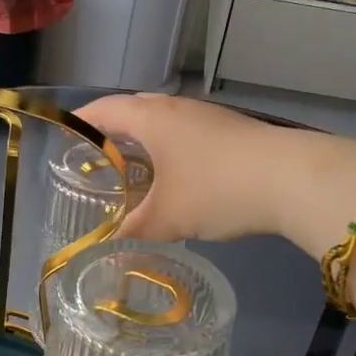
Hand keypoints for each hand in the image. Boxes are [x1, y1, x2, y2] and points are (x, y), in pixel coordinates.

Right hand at [77, 93, 355, 254]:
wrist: (291, 178)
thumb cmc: (216, 189)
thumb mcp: (168, 218)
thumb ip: (134, 230)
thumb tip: (109, 247)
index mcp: (152, 118)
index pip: (104, 109)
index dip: (81, 120)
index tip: (64, 134)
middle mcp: (176, 108)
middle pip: (134, 109)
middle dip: (112, 129)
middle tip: (97, 155)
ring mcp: (207, 116)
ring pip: (164, 120)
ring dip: (146, 138)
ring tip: (134, 166)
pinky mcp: (231, 130)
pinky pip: (187, 132)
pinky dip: (171, 147)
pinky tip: (176, 174)